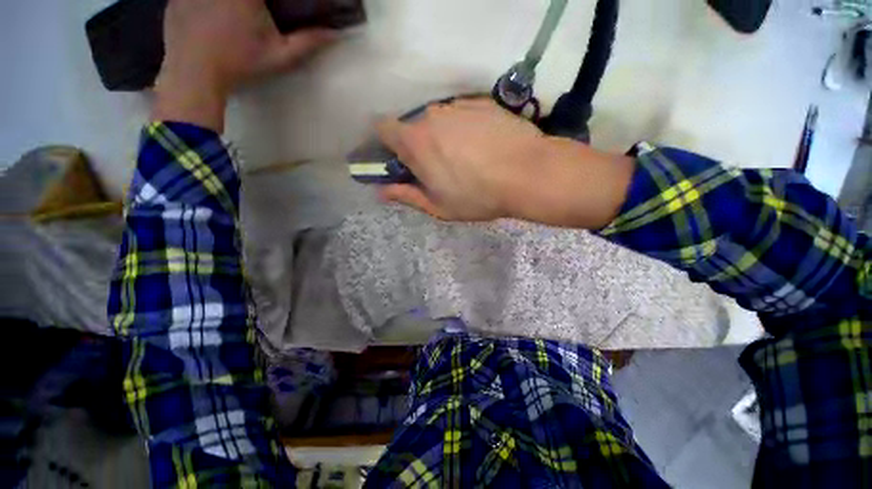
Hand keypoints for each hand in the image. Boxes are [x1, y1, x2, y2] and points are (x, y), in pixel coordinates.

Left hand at [152, 0, 336, 130]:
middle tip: (254, 13)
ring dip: (230, 5)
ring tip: (233, 21)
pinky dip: (203, 3)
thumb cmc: (241, 64)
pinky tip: (210, 17)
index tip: (268, 7)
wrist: (194, 73)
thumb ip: (308, 42)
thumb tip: (335, 34)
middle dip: (252, 2)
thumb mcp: (280, 56)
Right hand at [377, 99, 634, 228]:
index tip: (401, 161)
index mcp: (415, 141)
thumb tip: (381, 191)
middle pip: (413, 126)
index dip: (387, 144)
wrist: (527, 173)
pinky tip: (483, 145)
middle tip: (438, 167)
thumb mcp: (438, 206)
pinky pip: (461, 114)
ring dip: (442, 136)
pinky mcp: (481, 102)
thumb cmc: (478, 196)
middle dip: (418, 145)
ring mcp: (458, 106)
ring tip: (466, 158)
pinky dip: (463, 128)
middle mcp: (431, 115)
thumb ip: (406, 195)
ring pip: (438, 120)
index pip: (383, 129)